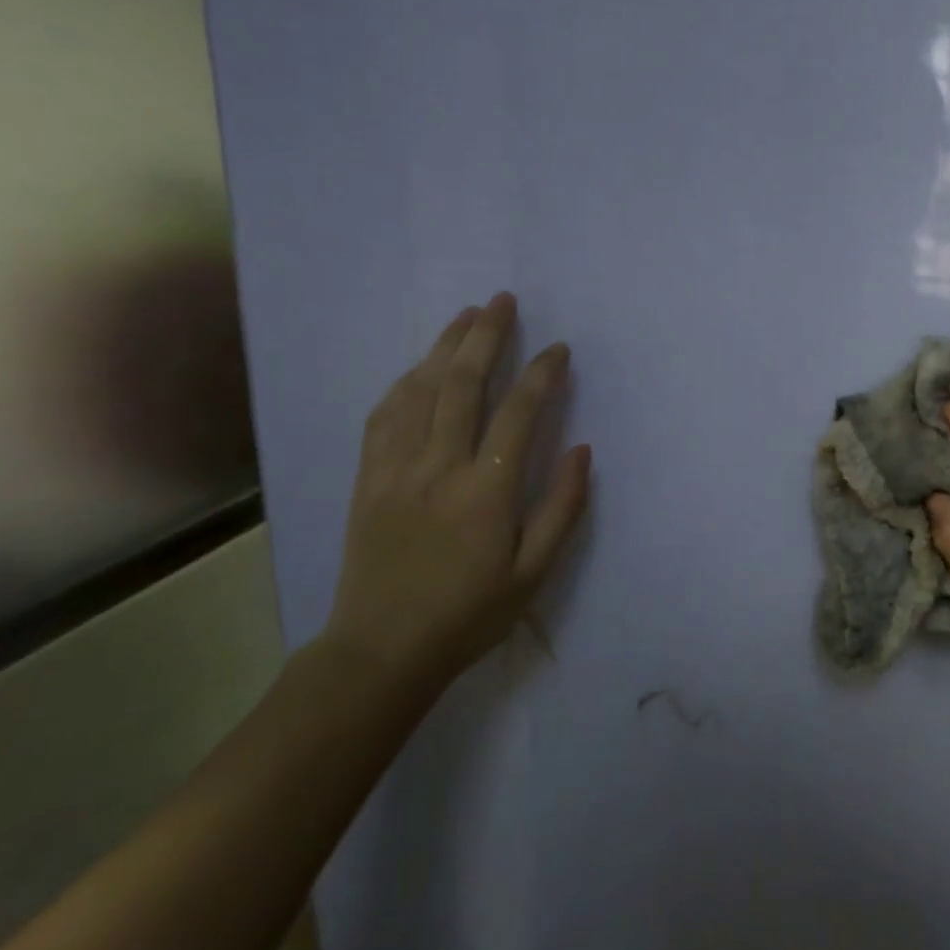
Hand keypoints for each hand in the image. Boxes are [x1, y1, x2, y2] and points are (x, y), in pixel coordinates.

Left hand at [324, 292, 589, 689]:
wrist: (382, 649)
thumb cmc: (469, 615)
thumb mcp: (533, 573)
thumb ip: (561, 507)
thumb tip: (581, 449)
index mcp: (485, 492)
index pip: (518, 413)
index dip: (542, 374)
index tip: (558, 349)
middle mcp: (438, 468)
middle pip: (462, 384)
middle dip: (486, 336)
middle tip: (503, 300)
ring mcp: (395, 469)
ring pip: (419, 391)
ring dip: (444, 347)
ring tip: (466, 315)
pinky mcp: (368, 478)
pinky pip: (384, 416)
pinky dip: (405, 382)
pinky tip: (419, 368)